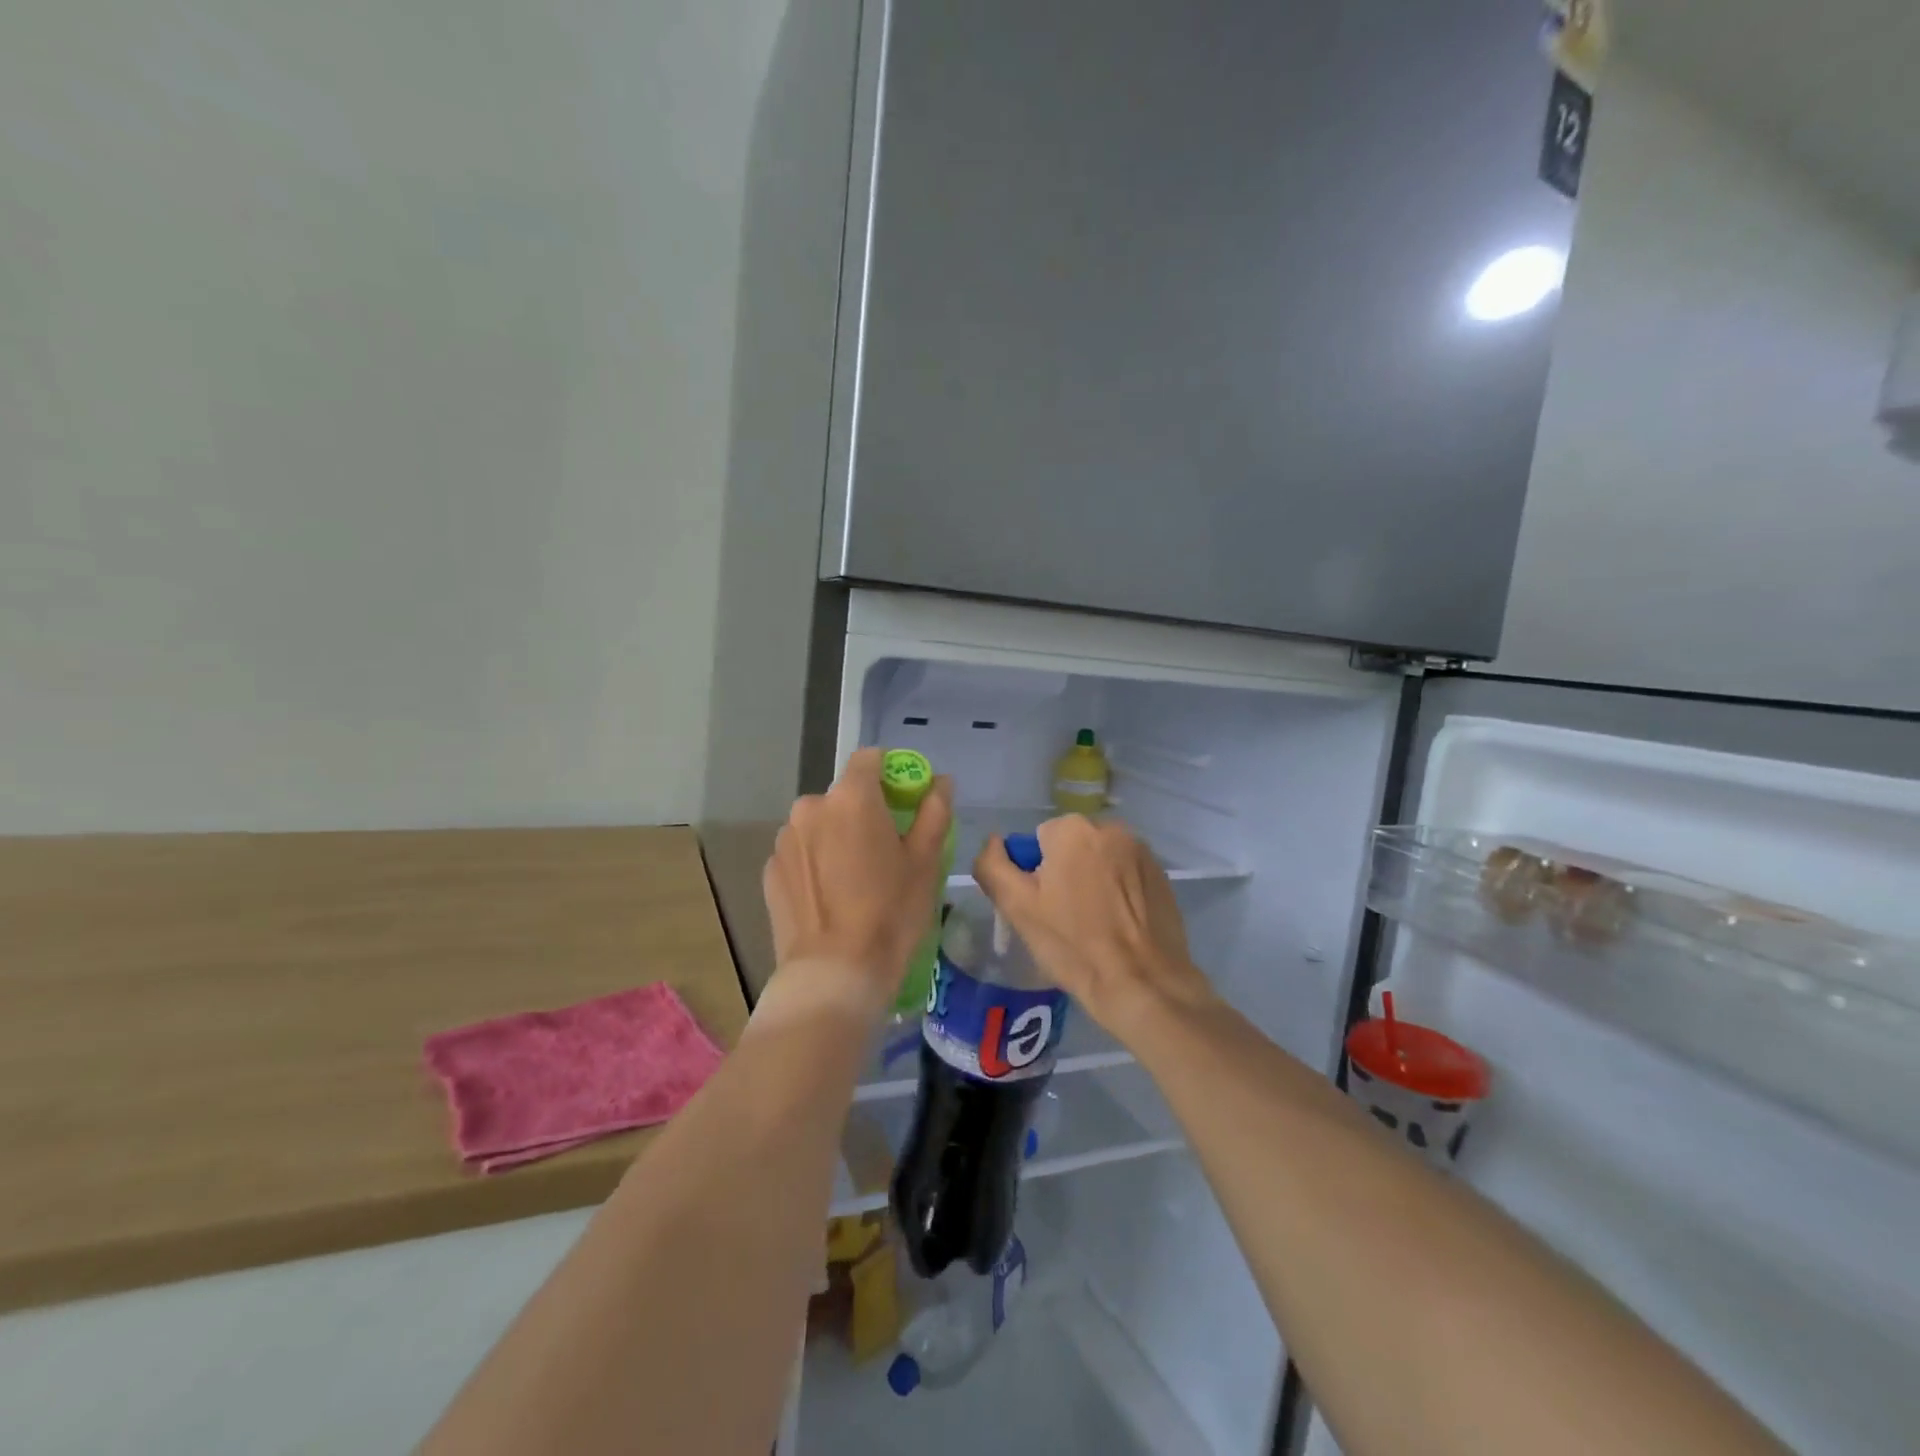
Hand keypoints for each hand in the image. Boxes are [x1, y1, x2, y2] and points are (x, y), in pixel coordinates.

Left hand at [762, 747, 953, 1015]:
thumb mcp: (925, 862)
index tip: (905, 802)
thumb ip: (934, 811)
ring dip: (837, 836)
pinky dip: (816, 862)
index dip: (891, 773)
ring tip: (855, 879)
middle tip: (885, 849)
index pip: (870, 759)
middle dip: (864, 811)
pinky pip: (801, 852)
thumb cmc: (890, 913)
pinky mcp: (770, 870)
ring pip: (820, 824)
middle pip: (844, 795)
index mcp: (851, 797)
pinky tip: (831, 897)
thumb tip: (940, 782)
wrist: (834, 974)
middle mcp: (811, 807)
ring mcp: (785, 839)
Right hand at [972, 815, 1213, 1038]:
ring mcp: (1141, 851)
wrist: (1142, 984)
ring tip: (1094, 925)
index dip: (1033, 875)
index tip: (1042, 908)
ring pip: (1098, 860)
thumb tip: (994, 843)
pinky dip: (1118, 892)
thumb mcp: (1017, 907)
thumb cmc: (1073, 945)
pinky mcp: (1161, 875)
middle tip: (1064, 919)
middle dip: (1063, 874)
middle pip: (1069, 847)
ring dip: (1091, 881)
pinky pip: (1125, 875)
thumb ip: (993, 866)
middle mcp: (1111, 828)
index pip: (1036, 841)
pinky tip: (1119, 926)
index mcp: (1073, 830)